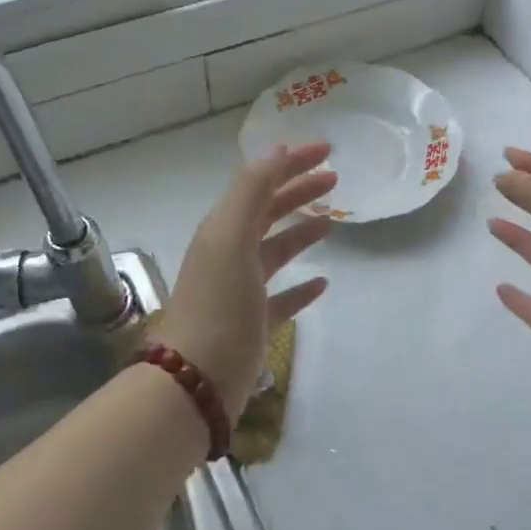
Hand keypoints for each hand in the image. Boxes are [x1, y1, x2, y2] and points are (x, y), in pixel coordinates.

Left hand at [152, 143, 335, 416]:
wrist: (196, 379)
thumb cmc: (218, 304)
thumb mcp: (231, 238)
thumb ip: (252, 191)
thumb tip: (277, 150)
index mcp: (223, 229)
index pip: (260, 183)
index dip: (291, 163)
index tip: (327, 150)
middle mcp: (230, 254)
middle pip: (268, 213)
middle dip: (299, 192)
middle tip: (334, 180)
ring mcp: (241, 290)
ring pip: (275, 251)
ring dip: (301, 233)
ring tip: (332, 221)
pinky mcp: (253, 324)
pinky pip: (282, 297)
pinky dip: (301, 287)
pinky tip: (322, 282)